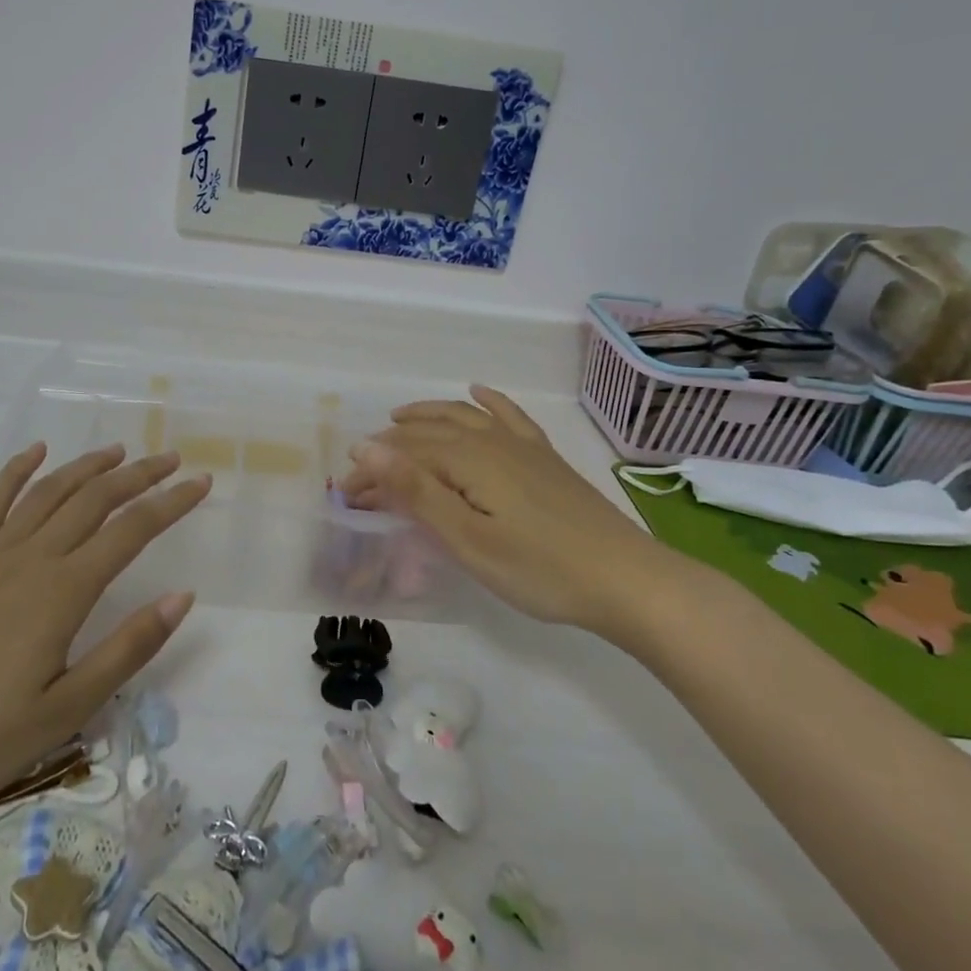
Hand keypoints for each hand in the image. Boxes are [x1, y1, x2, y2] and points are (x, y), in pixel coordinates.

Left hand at [0, 443, 208, 823]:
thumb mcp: (68, 707)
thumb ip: (128, 647)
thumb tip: (183, 595)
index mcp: (62, 592)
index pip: (131, 531)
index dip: (171, 504)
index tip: (201, 483)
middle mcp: (30, 559)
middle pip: (94, 500)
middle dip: (138, 475)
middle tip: (171, 459)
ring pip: (48, 493)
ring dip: (87, 466)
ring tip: (118, 452)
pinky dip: (16, 472)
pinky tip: (35, 453)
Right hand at [341, 386, 670, 640]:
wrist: (625, 579)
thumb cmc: (538, 569)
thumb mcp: (467, 538)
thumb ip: (415, 491)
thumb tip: (366, 447)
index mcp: (466, 459)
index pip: (403, 455)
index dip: (370, 472)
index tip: (344, 497)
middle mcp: (490, 440)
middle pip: (427, 434)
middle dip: (389, 449)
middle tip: (361, 474)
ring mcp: (521, 445)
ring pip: (462, 416)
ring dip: (426, 415)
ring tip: (399, 418)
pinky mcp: (544, 457)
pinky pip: (509, 415)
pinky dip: (488, 401)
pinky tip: (478, 392)